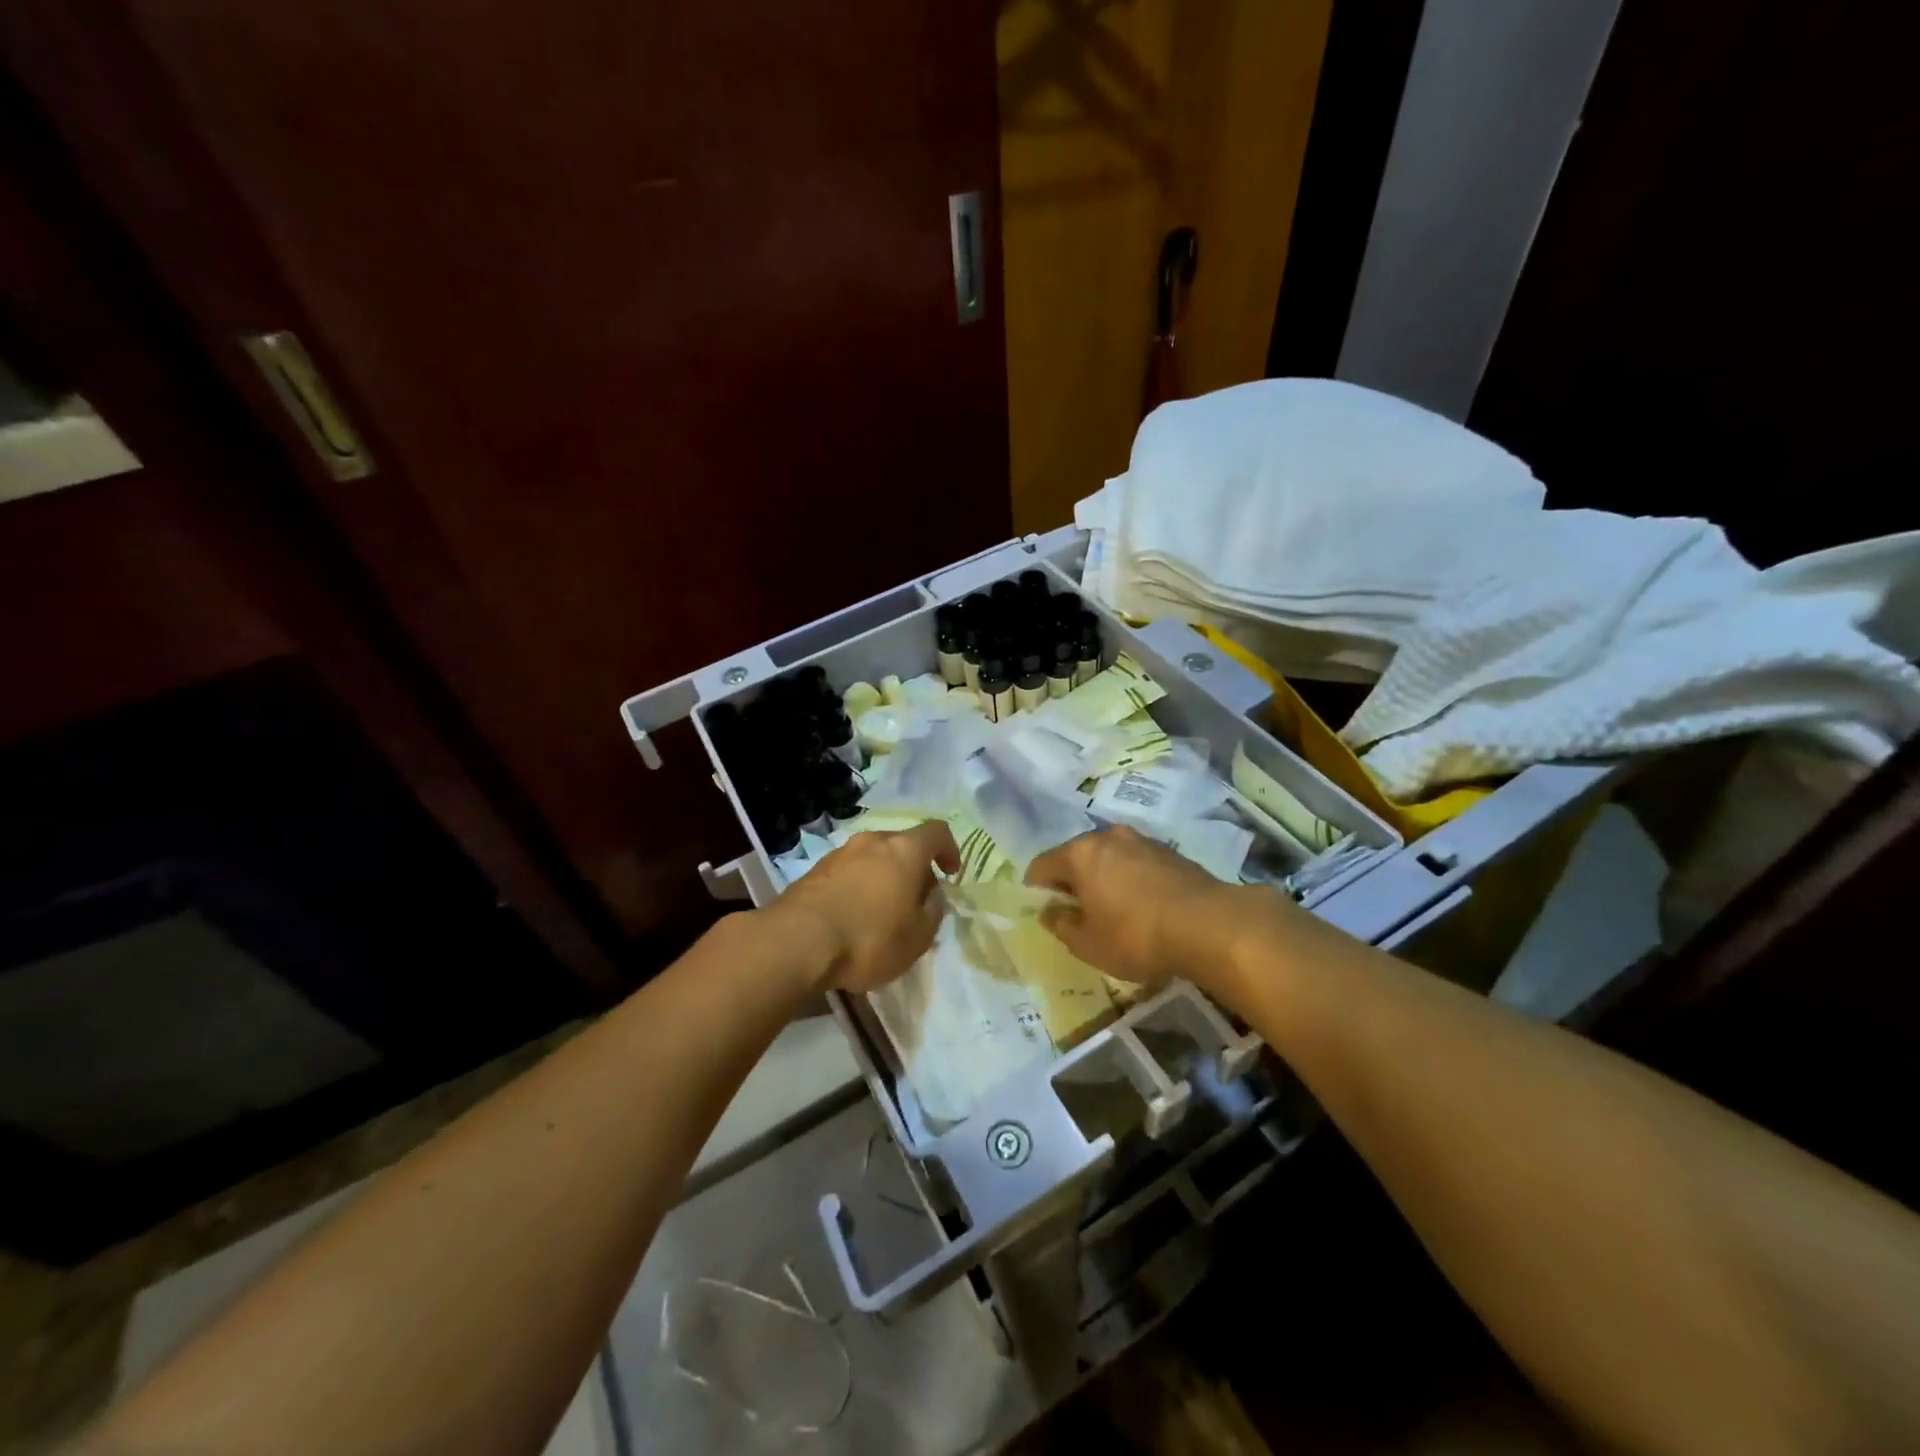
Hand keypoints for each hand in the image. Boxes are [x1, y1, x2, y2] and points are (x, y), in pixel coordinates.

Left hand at [769, 822, 959, 993]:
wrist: (797, 942)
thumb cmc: (870, 938)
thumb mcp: (918, 937)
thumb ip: (933, 912)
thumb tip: (931, 897)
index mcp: (904, 850)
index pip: (937, 832)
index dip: (949, 849)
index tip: (950, 874)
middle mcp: (872, 841)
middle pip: (902, 845)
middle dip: (913, 869)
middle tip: (916, 902)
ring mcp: (839, 854)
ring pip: (873, 859)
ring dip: (883, 879)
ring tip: (882, 915)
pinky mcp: (814, 871)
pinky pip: (848, 874)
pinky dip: (858, 889)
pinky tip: (853, 919)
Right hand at [1025, 825, 1250, 990]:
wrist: (1209, 925)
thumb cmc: (1136, 936)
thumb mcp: (1089, 944)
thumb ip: (1062, 925)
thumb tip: (1049, 912)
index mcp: (1079, 854)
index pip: (1042, 865)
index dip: (1036, 887)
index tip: (1041, 908)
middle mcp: (1107, 837)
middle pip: (1076, 856)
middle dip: (1071, 879)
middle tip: (1075, 909)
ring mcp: (1141, 840)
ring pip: (1108, 856)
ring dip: (1103, 876)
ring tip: (1110, 906)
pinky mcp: (1169, 851)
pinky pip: (1135, 862)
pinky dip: (1129, 878)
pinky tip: (1140, 903)